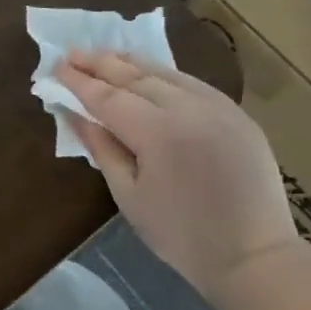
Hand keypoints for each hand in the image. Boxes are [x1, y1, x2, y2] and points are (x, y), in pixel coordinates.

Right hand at [57, 51, 301, 303]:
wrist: (255, 256)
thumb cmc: (181, 235)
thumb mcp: (129, 195)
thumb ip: (101, 148)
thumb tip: (75, 114)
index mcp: (158, 132)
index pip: (107, 97)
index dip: (79, 82)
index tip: (55, 67)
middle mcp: (189, 108)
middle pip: (135, 76)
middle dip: (100, 63)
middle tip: (72, 53)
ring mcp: (218, 107)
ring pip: (166, 74)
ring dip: (131, 62)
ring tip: (104, 55)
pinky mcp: (238, 114)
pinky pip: (192, 84)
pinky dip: (163, 75)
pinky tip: (148, 73)